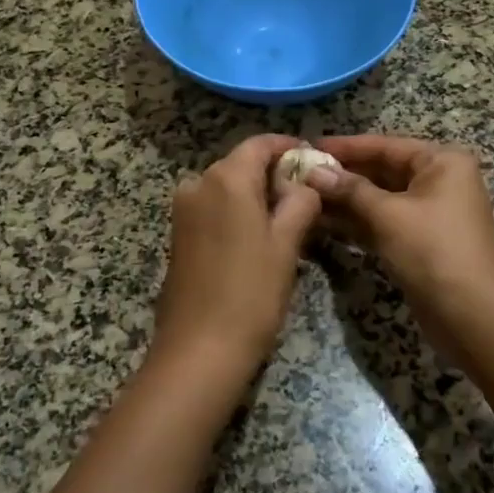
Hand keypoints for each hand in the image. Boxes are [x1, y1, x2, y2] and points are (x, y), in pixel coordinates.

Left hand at [154, 134, 322, 379]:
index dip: (289, 147)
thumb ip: (300, 201)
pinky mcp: (178, 234)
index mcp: (226, 178)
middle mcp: (198, 183)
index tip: (314, 161)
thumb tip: (305, 183)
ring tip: (289, 218)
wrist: (199, 349)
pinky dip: (237, 211)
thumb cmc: (251, 292)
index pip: (260, 144)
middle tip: (308, 194)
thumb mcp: (286, 243)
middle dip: (274, 173)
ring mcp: (183, 210)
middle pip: (242, 163)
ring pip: (227, 187)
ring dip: (256, 194)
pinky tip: (259, 236)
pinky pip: (213, 208)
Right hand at [309, 136, 493, 359]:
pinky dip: (356, 222)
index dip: (345, 147)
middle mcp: (439, 181)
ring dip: (345, 199)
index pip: (385, 145)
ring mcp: (430, 213)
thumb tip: (313, 171)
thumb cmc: (434, 252)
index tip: (307, 145)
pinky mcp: (420, 242)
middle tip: (299, 174)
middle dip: (342, 174)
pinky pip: (383, 222)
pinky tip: (322, 222)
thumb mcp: (389, 215)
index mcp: (442, 162)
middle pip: (382, 170)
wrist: (473, 317)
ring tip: (303, 196)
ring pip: (380, 198)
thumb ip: (349, 190)